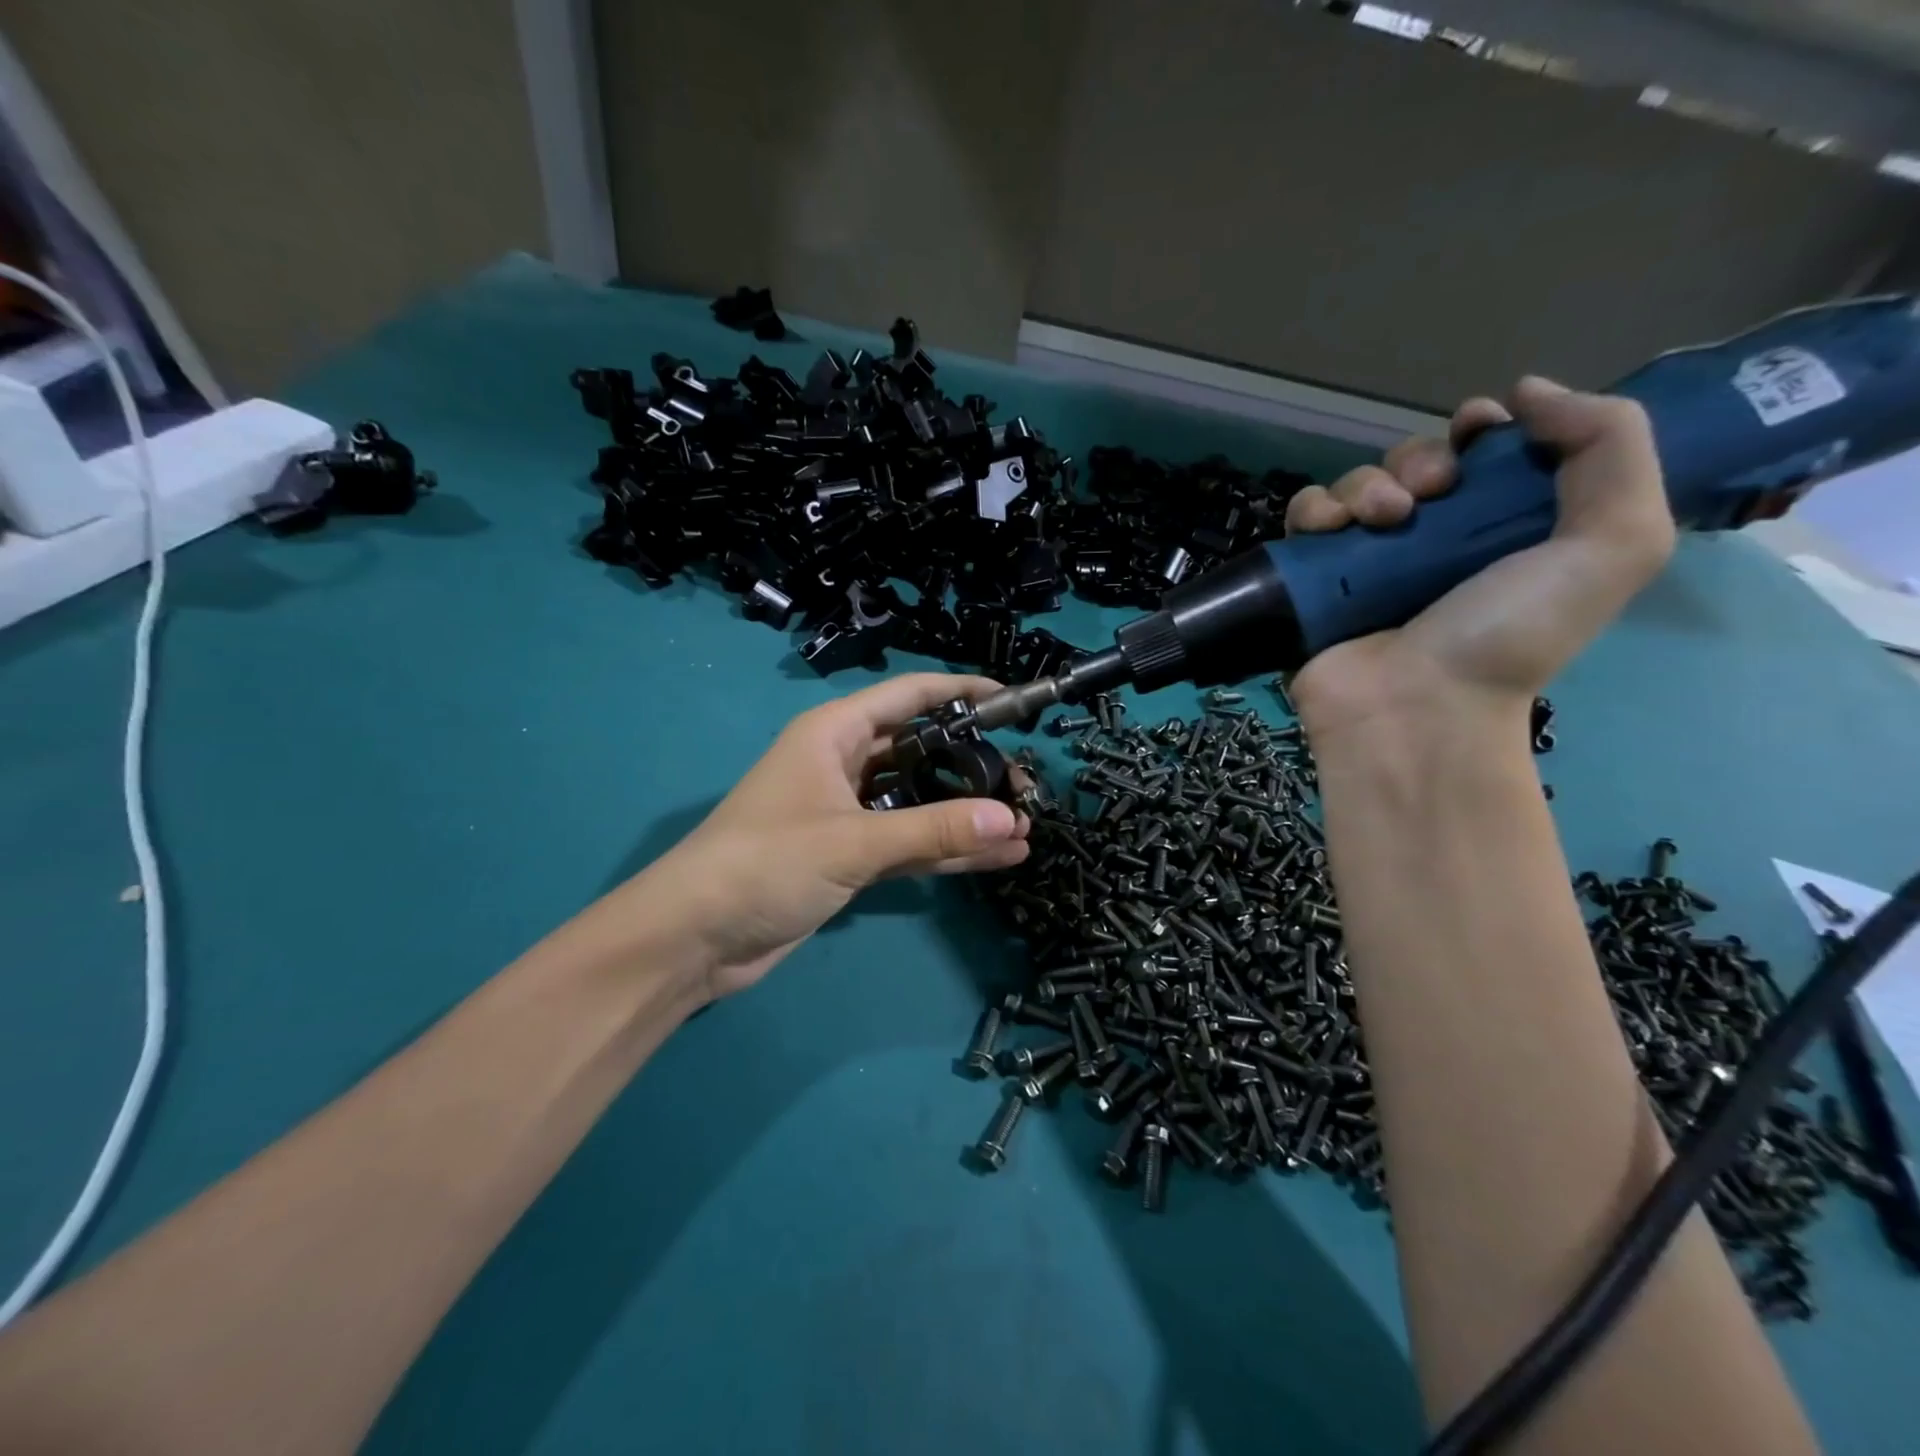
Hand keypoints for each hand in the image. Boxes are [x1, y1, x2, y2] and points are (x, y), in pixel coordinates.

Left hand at [614, 674, 1029, 1002]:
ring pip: (919, 802)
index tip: (1011, 700)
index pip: (908, 696)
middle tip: (1025, 782)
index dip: (960, 692)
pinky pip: (909, 843)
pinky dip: (946, 850)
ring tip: (1025, 825)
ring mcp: (848, 812)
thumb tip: (1012, 820)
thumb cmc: (765, 863)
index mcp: (834, 733)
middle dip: (972, 763)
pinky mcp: (850, 856)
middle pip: (920, 750)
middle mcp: (843, 764)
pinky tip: (997, 859)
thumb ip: (934, 830)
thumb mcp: (853, 841)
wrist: (696, 937)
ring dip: (966, 814)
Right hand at [1284, 377, 1674, 744]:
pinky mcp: (1312, 579)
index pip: (1485, 453)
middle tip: (1427, 497)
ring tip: (1382, 522)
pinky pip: (1305, 517)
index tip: (1476, 434)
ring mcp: (1367, 561)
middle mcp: (1433, 540)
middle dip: (1419, 461)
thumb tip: (1528, 391)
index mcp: (1503, 528)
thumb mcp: (1613, 543)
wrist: (1415, 707)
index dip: (1480, 429)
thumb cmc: (1510, 634)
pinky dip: (1314, 510)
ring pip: (1357, 483)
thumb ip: (1609, 446)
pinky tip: (1330, 531)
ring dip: (1366, 484)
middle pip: (1415, 462)